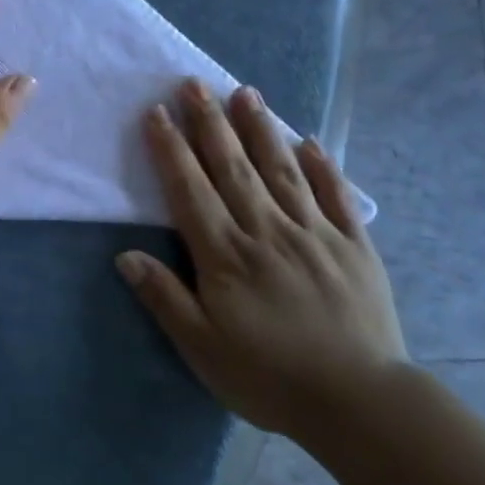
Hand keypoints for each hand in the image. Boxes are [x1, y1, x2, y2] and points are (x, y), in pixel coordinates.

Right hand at [117, 79, 408, 441]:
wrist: (358, 402)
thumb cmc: (268, 377)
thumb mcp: (202, 348)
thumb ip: (165, 298)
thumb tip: (126, 255)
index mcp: (226, 256)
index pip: (190, 191)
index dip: (171, 150)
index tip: (157, 113)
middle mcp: (267, 231)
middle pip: (232, 167)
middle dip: (210, 123)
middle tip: (194, 83)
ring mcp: (314, 234)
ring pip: (281, 170)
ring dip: (260, 129)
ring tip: (245, 91)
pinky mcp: (354, 246)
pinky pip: (336, 196)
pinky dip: (321, 166)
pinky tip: (308, 141)